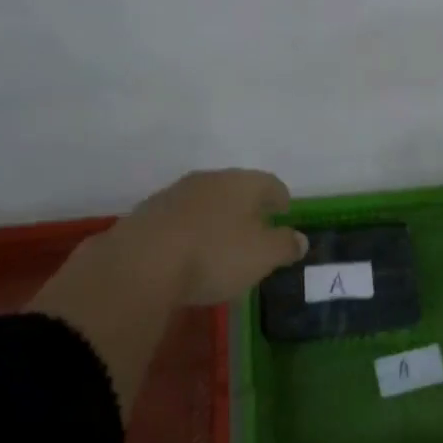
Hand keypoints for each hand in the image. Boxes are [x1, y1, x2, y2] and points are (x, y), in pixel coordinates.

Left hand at [104, 169, 306, 305]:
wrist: (141, 263)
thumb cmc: (213, 254)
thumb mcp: (261, 256)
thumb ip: (284, 245)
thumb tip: (301, 238)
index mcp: (242, 183)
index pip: (269, 183)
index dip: (280, 197)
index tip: (285, 210)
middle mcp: (210, 179)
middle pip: (236, 188)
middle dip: (248, 205)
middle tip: (256, 226)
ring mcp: (176, 193)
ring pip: (206, 200)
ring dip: (217, 217)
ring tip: (222, 241)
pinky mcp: (149, 214)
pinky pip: (181, 218)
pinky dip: (191, 230)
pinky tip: (189, 250)